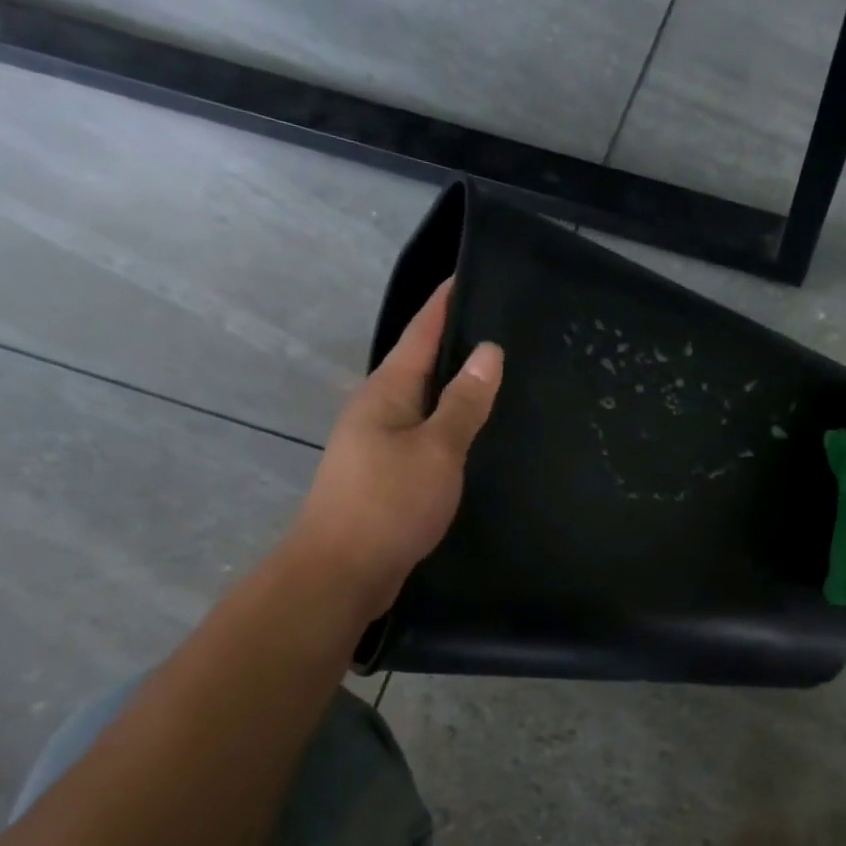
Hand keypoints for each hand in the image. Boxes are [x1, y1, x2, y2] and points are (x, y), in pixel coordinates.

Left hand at [290, 280, 502, 618]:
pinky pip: (424, 438)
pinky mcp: (386, 478)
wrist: (341, 572)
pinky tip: (474, 436)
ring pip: (424, 405)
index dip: (444, 303)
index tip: (470, 273)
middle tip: (504, 328)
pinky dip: (450, 429)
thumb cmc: (388, 503)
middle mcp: (377, 410)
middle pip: (420, 366)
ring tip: (498, 378)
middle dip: (455, 345)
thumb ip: (464, 402)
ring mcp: (378, 445)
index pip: (420, 333)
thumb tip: (489, 351)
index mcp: (386, 392)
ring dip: (454, 390)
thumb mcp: (437, 448)